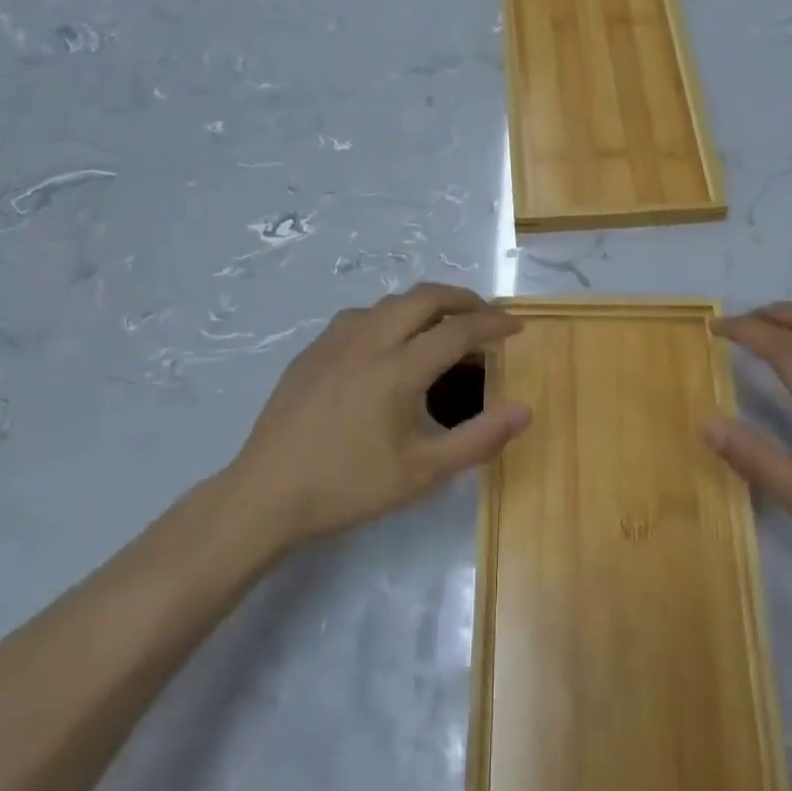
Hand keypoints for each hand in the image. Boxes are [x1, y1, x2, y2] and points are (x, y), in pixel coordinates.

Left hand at [224, 284, 530, 551]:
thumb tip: (524, 410)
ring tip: (441, 326)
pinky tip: (388, 344)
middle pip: (425, 297)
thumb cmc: (350, 486)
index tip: (516, 326)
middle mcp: (369, 339)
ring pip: (390, 302)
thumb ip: (479, 439)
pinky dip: (391, 316)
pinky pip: (361, 316)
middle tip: (484, 315)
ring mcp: (335, 340)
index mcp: (399, 367)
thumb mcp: (423, 472)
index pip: (459, 329)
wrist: (267, 493)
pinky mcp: (312, 350)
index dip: (493, 324)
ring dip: (424, 304)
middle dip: (462, 298)